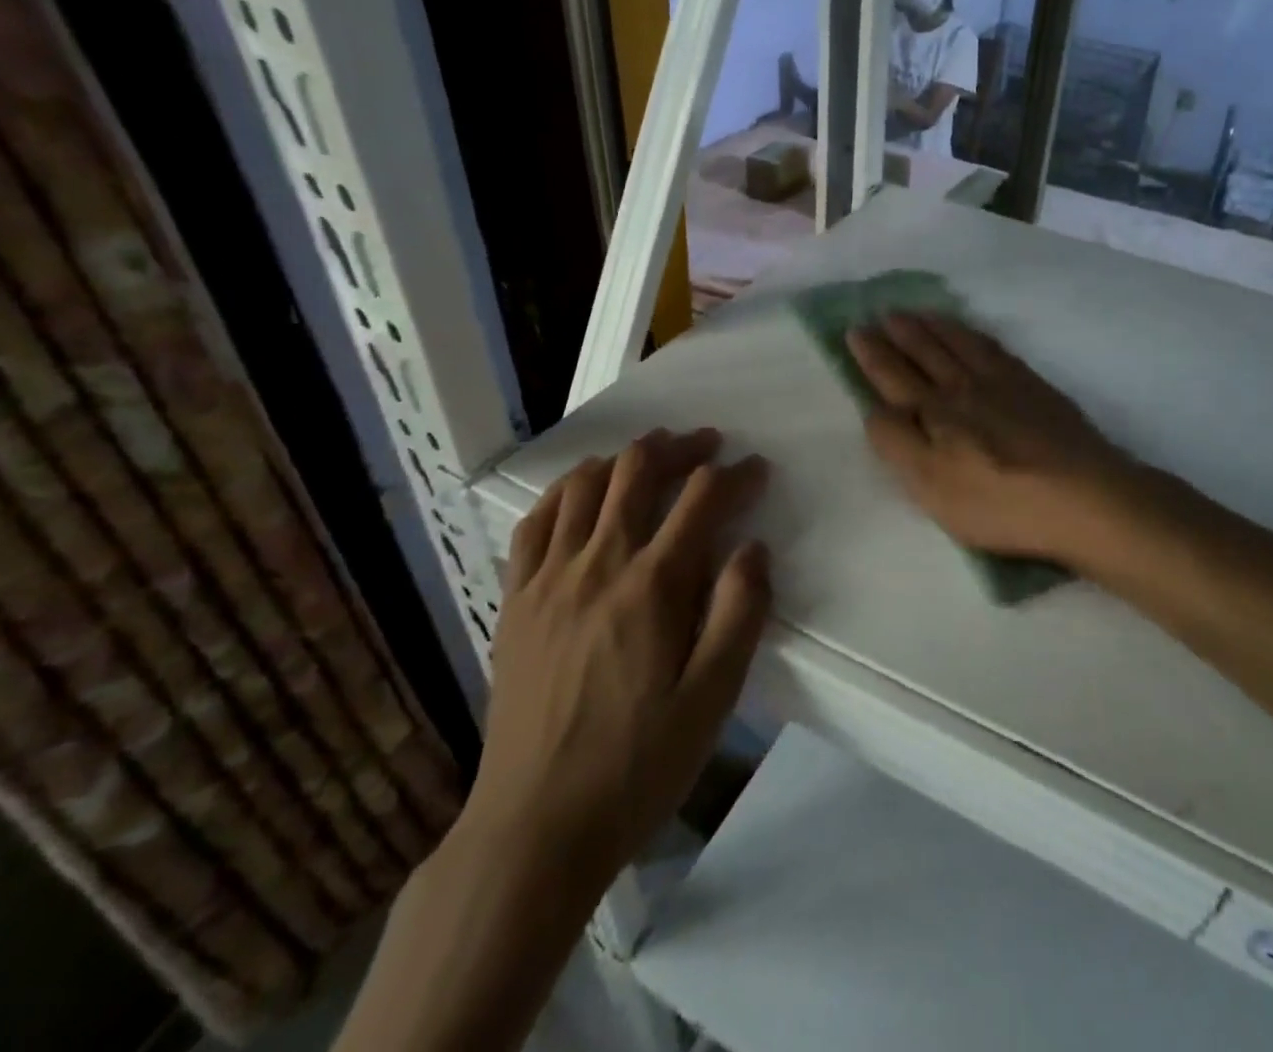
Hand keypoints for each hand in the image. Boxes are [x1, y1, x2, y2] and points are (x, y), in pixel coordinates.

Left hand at [464, 429, 770, 900]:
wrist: (535, 828)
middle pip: (638, 472)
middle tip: (707, 444)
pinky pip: (535, 521)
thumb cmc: (638, 764)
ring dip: (624, 458)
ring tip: (650, 454)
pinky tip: (581, 492)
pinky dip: (564, 491)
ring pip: (584, 485)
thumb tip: (752, 547)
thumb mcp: (713, 698)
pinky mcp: (515, 601)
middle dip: (680, 447)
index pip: (702, 499)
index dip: (736, 474)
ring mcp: (548, 579)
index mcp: (653, 586)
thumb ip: (740, 613)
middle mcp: (598, 565)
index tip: (758, 469)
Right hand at [845, 313, 1141, 565]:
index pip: (894, 376)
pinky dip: (974, 334)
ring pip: (959, 343)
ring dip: (935, 326)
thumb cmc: (999, 502)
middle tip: (883, 311)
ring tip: (919, 312)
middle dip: (901, 332)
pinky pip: (994, 347)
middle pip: (926, 352)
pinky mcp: (1034, 387)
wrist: (1083, 495)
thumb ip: (897, 444)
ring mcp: (1003, 382)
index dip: (873, 354)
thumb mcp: (931, 486)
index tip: (857, 329)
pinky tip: (972, 333)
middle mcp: (964, 387)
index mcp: (935, 412)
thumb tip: (875, 408)